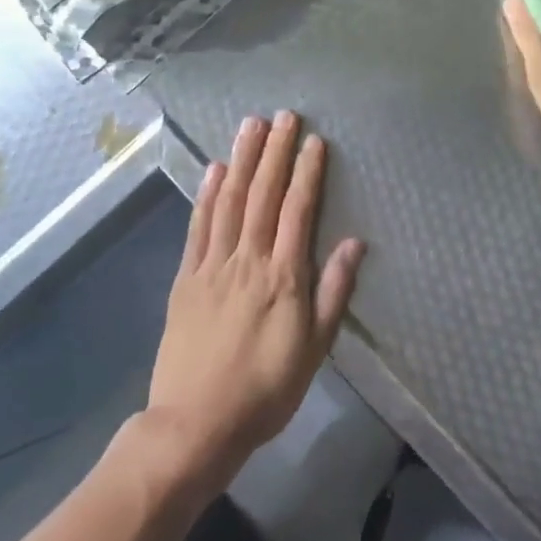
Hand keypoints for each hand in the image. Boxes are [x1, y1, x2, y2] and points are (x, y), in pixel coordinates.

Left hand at [144, 112, 363, 493]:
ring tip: (250, 126)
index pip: (297, 211)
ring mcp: (212, 267)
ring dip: (241, 160)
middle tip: (283, 115)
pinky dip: (205, 195)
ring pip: (228, 201)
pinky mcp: (186, 279)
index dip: (306, 173)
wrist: (195, 424)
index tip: (314, 141)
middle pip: (262, 196)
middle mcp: (248, 261)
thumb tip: (354, 243)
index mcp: (283, 278)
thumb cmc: (266, 390)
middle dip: (275, 152)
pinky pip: (198, 227)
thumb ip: (334, 292)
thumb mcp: (315, 349)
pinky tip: (213, 169)